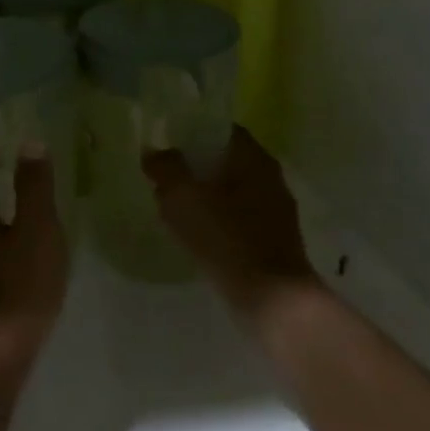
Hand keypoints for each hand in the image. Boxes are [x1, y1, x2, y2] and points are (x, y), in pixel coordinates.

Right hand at [142, 127, 314, 315]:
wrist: (273, 300)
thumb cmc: (227, 238)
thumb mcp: (183, 197)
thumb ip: (165, 168)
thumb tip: (154, 153)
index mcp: (254, 159)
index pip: (222, 130)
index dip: (194, 132)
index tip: (168, 143)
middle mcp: (270, 179)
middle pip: (226, 161)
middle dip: (195, 167)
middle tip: (164, 177)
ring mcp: (275, 212)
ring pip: (231, 192)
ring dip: (204, 196)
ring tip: (173, 208)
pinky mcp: (273, 241)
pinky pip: (238, 219)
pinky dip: (216, 221)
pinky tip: (195, 235)